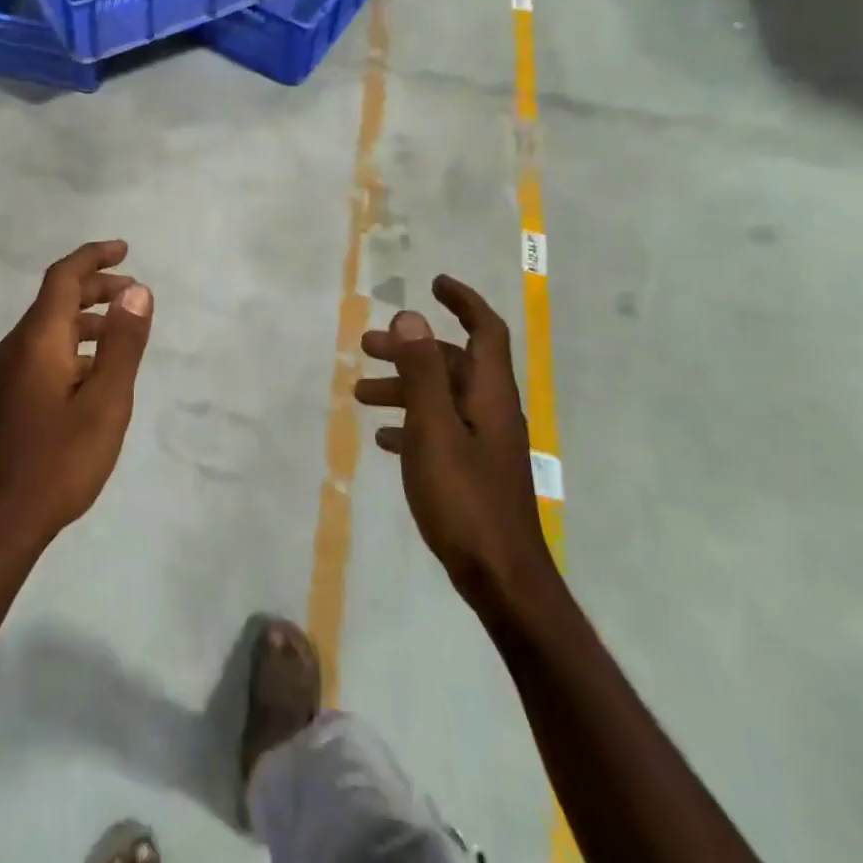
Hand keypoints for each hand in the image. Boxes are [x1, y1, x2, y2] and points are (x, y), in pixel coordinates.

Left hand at [0, 240, 153, 551]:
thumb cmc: (59, 460)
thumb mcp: (106, 401)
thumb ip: (123, 344)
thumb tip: (137, 290)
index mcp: (38, 339)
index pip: (63, 278)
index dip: (93, 257)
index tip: (124, 249)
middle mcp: (17, 347)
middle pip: (55, 300)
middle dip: (95, 287)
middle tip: (133, 291)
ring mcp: (8, 374)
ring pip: (49, 328)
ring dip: (86, 318)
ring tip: (122, 329)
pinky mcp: (8, 398)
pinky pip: (43, 352)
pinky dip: (73, 344)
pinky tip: (93, 370)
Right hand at [355, 275, 556, 622]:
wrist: (501, 579)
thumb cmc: (465, 499)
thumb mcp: (434, 430)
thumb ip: (422, 372)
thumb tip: (411, 316)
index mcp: (488, 395)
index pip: (485, 331)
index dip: (463, 302)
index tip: (434, 283)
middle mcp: (491, 412)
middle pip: (452, 364)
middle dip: (411, 349)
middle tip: (365, 347)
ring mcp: (484, 444)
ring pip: (441, 398)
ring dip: (404, 387)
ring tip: (361, 395)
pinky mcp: (473, 471)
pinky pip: (440, 430)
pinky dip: (412, 423)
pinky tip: (385, 439)